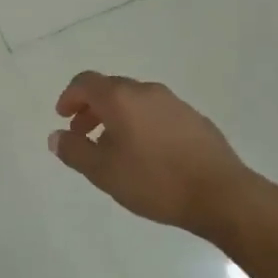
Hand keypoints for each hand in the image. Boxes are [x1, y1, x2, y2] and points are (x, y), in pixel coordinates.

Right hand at [47, 72, 257, 237]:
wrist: (221, 194)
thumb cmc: (155, 181)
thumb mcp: (104, 172)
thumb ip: (74, 151)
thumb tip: (56, 136)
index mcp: (120, 98)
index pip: (85, 82)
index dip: (69, 97)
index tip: (63, 117)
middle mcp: (146, 91)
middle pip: (110, 89)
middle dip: (91, 108)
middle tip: (83, 134)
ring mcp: (174, 103)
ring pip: (135, 101)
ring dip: (117, 117)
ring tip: (114, 148)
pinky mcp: (194, 119)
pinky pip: (156, 112)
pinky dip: (141, 123)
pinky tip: (146, 154)